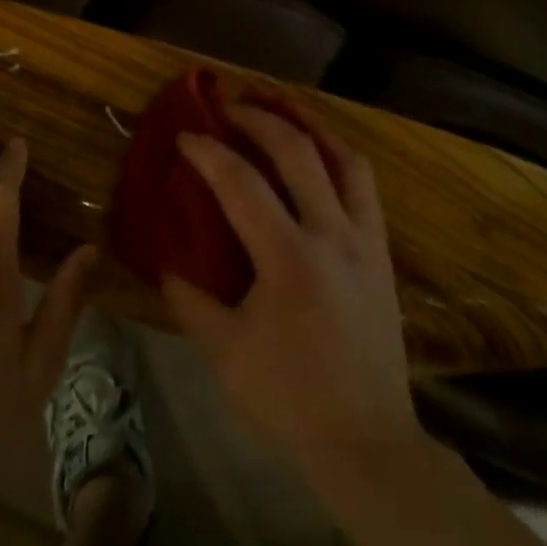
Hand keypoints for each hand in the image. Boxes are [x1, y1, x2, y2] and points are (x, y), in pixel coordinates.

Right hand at [161, 101, 420, 479]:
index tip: (184, 135)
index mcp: (290, 259)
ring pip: (344, 156)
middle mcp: (332, 235)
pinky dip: (337, 152)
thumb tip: (164, 261)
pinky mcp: (381, 250)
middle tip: (226, 105)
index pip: (241, 183)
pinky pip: (363, 183)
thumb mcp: (225, 354)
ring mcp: (364, 239)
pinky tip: (317, 149)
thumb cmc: (291, 398)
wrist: (369, 443)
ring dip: (308, 121)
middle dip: (257, 117)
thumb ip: (189, 300)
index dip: (208, 151)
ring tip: (279, 102)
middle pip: (297, 150)